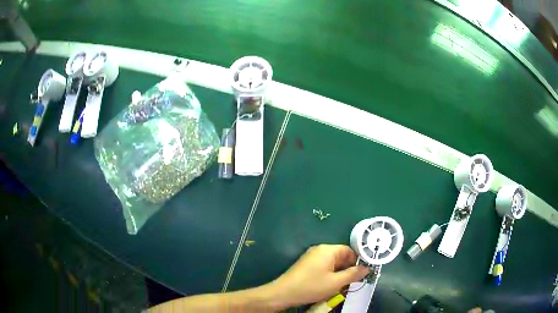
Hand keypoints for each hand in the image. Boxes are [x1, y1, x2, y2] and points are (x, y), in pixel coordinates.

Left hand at [267, 244, 368, 308]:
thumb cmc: (312, 286)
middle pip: (341, 257)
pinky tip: (329, 286)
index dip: (357, 261)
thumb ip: (353, 274)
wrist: (283, 293)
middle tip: (351, 283)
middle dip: (348, 269)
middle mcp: (320, 250)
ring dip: (339, 274)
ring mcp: (311, 257)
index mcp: (328, 250)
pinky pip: (324, 267)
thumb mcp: (336, 282)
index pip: (349, 250)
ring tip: (340, 287)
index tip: (361, 274)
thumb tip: (367, 268)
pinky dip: (329, 275)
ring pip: (333, 263)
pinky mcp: (306, 265)